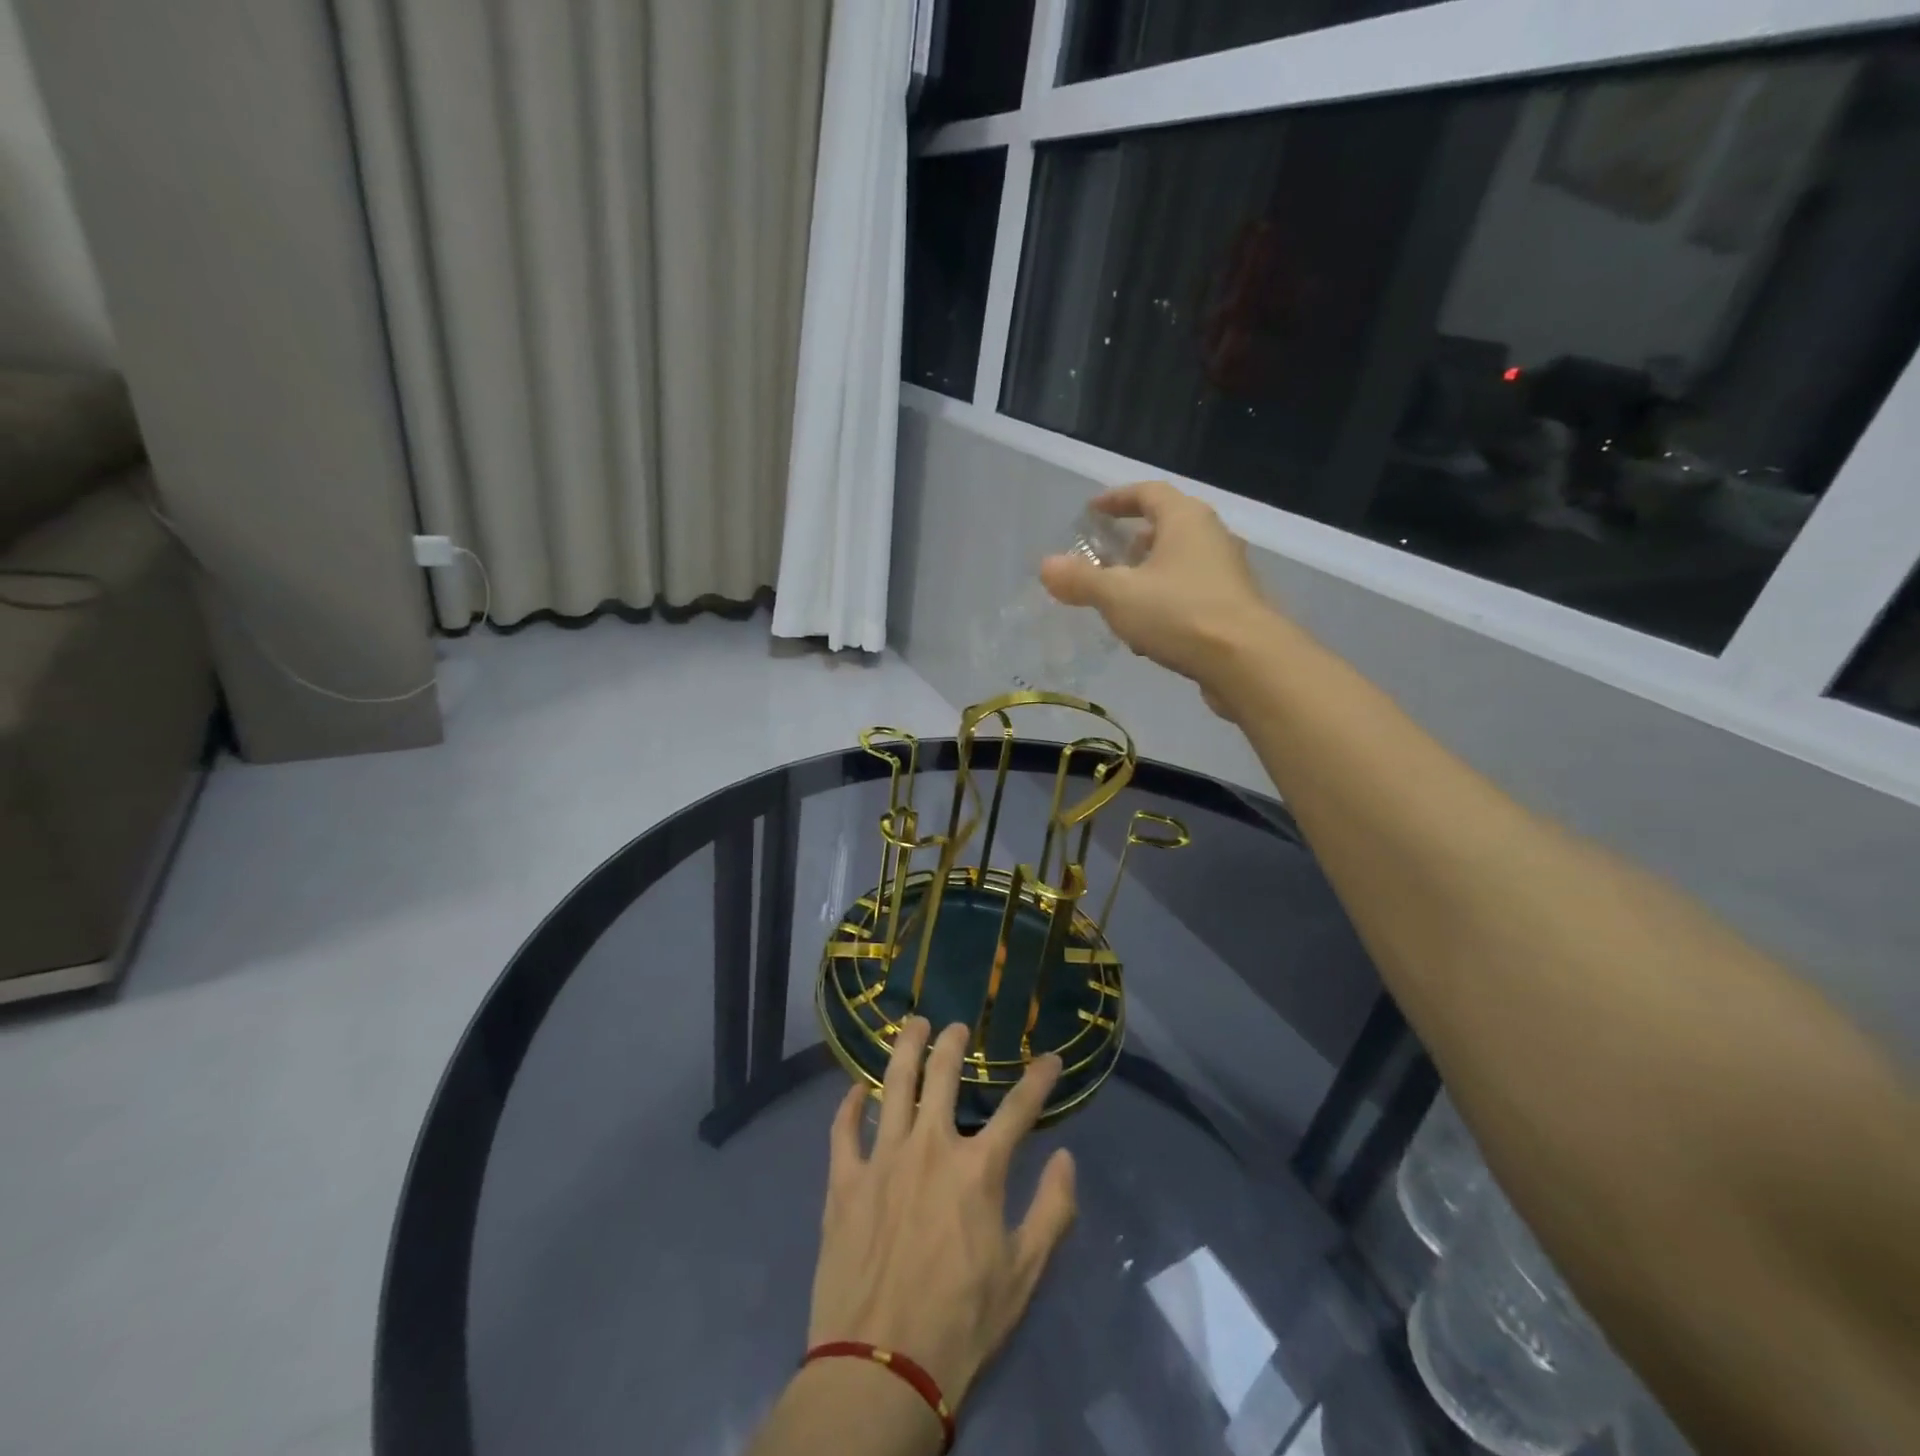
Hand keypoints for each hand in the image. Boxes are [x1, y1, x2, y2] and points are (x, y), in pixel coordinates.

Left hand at [808, 1018, 1077, 1412]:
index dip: (1038, 1079)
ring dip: (905, 1049)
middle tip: (958, 1027)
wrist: (881, 1368)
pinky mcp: (844, 1181)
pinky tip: (856, 1089)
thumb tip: (1065, 1158)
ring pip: (893, 1085)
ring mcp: (882, 1159)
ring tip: (913, 1025)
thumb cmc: (962, 1323)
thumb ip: (1052, 1211)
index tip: (1049, 1057)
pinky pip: (844, 1129)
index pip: (1018, 1109)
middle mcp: (930, 1147)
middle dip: (954, 1043)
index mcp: (977, 1169)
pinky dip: (850, 1104)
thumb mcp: (1024, 1275)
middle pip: (942, 1076)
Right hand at [1040, 480, 1282, 709]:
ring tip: (1119, 599)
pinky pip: (1189, 595)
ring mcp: (1226, 573)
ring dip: (1147, 577)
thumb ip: (1081, 580)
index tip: (1092, 511)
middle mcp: (1211, 537)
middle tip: (1104, 558)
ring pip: (1178, 565)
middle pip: (1166, 528)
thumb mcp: (1119, 596)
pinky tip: (1146, 635)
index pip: (1148, 493)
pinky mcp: (1232, 608)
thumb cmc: (1180, 614)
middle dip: (1132, 542)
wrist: (1247, 662)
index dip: (1117, 499)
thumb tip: (1047, 566)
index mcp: (1185, 520)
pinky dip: (1164, 604)